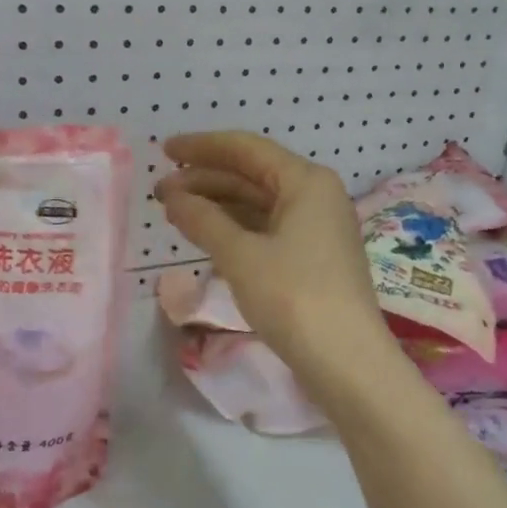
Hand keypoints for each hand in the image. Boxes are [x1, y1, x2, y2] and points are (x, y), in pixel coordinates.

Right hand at [154, 132, 393, 383]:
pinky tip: (207, 235)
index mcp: (306, 181)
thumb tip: (173, 196)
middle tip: (160, 192)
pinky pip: (267, 228)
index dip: (202, 147)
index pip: (246, 149)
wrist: (346, 361)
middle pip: (252, 175)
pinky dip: (235, 228)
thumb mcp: (241, 256)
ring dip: (217, 205)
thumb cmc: (294, 297)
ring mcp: (317, 227)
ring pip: (259, 204)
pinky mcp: (313, 256)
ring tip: (175, 213)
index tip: (164, 150)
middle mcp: (316, 195)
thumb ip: (203, 220)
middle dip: (205, 179)